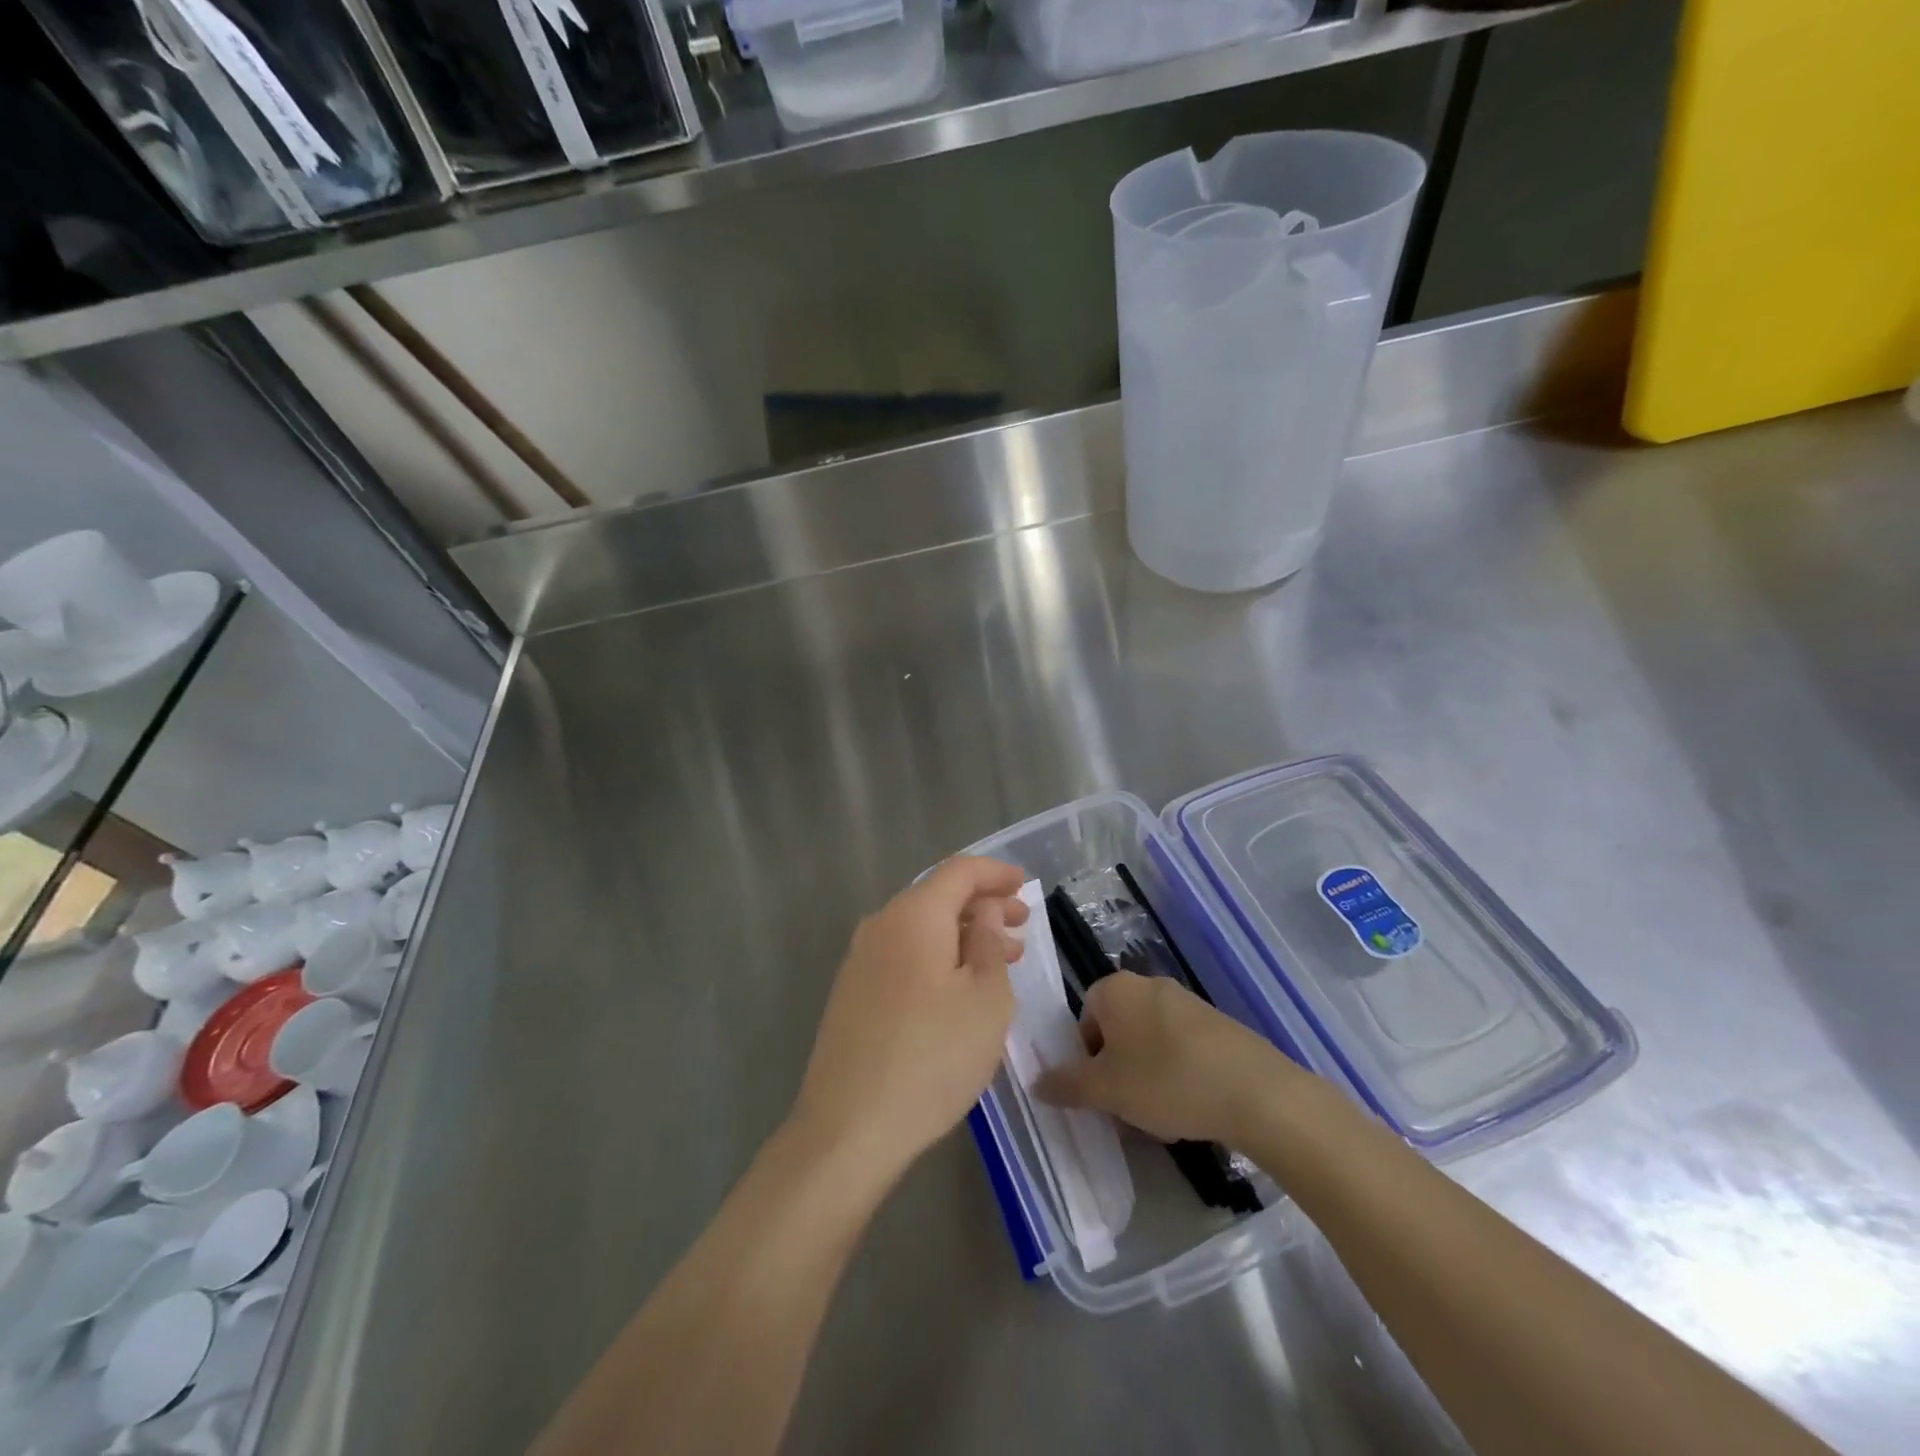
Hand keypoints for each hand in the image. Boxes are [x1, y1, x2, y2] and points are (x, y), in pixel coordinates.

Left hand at [789, 857, 1028, 1192]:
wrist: (848, 1127)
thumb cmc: (932, 1056)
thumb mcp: (986, 999)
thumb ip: (990, 942)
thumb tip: (985, 911)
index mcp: (914, 915)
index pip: (959, 871)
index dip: (996, 873)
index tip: (1025, 885)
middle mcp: (881, 925)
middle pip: (938, 897)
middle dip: (983, 906)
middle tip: (1022, 927)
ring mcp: (860, 960)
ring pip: (921, 929)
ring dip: (963, 936)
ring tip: (1001, 960)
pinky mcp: (852, 993)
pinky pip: (904, 955)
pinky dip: (938, 958)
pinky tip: (959, 989)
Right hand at [1034, 971, 1305, 1146]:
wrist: (1255, 1091)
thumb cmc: (1166, 1081)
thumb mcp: (1106, 1090)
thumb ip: (1067, 1084)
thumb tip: (1036, 1082)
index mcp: (1116, 989)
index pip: (1084, 1018)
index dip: (1086, 1057)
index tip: (1101, 1090)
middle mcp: (1148, 984)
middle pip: (1117, 1029)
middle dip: (1117, 1068)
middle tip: (1126, 1105)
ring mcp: (1187, 1001)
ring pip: (1149, 1040)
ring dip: (1146, 1074)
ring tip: (1162, 1113)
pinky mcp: (1217, 1023)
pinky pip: (1181, 1046)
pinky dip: (1178, 1072)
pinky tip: (1191, 1105)